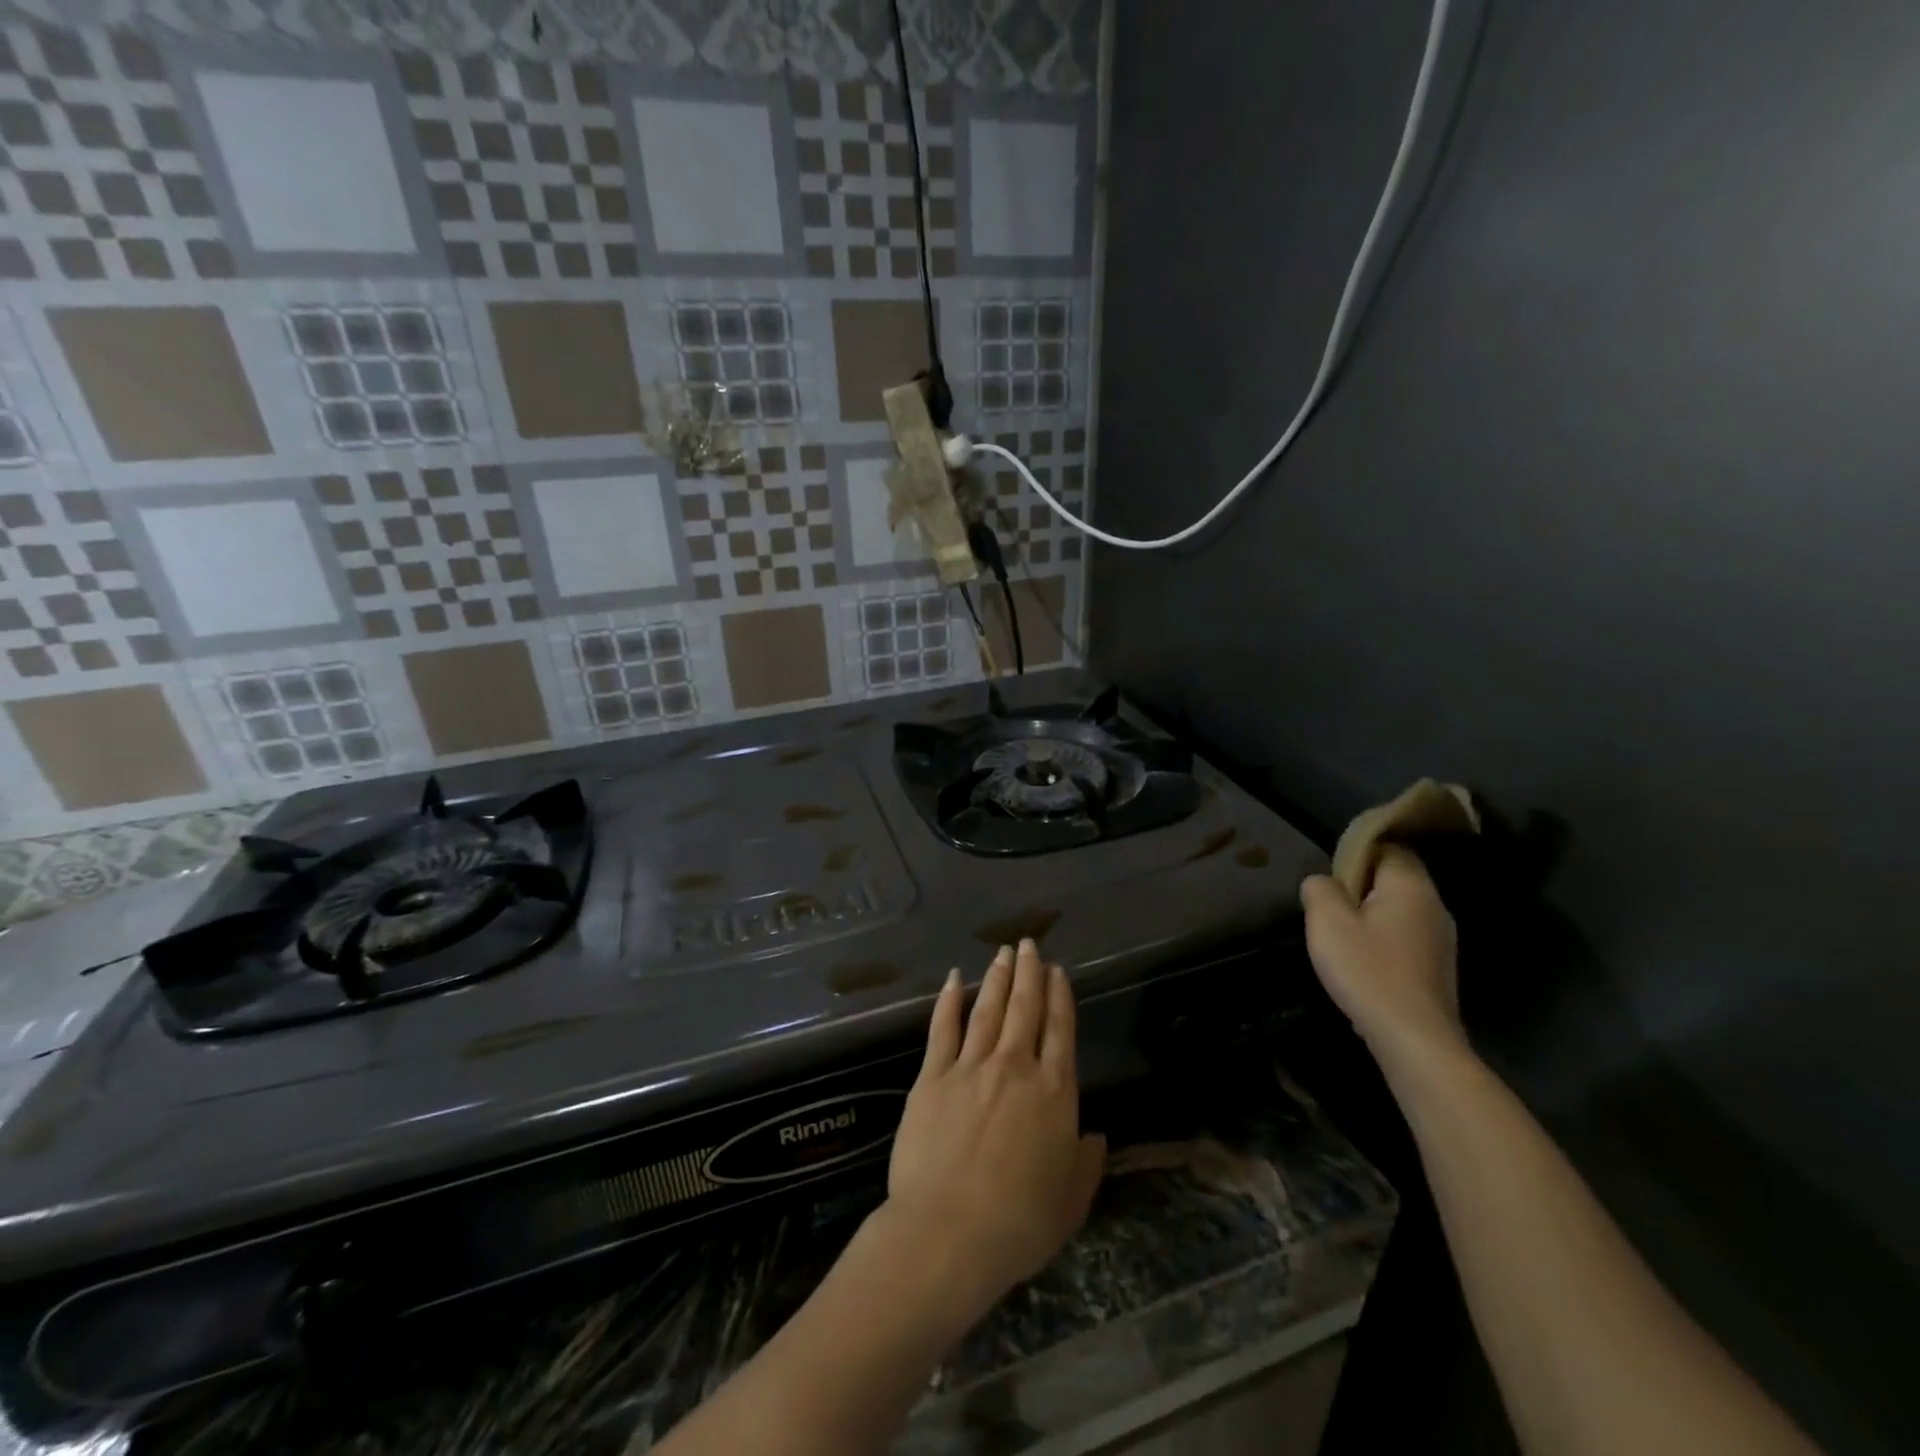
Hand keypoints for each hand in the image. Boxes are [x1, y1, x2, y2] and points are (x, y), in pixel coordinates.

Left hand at [877, 940, 1105, 1322]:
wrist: (948, 1233)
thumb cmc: (1018, 1224)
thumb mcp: (1070, 1202)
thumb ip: (1087, 1163)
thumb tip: (1096, 1135)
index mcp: (1054, 1093)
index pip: (1060, 1031)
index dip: (1060, 997)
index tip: (1058, 971)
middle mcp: (1015, 1067)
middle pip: (1025, 1009)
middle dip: (1029, 973)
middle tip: (1029, 944)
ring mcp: (971, 1067)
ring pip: (988, 1010)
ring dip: (997, 978)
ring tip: (1003, 953)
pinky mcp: (933, 1076)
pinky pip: (943, 1028)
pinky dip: (950, 1000)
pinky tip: (955, 979)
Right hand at [1300, 847, 1465, 1067]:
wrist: (1413, 1039)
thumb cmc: (1368, 971)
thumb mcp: (1327, 922)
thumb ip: (1319, 889)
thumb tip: (1322, 881)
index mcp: (1411, 886)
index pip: (1388, 846)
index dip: (1356, 853)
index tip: (1330, 875)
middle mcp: (1434, 906)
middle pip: (1393, 878)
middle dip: (1359, 887)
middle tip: (1328, 908)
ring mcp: (1441, 939)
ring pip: (1398, 909)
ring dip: (1369, 916)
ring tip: (1341, 937)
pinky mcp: (1437, 967)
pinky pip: (1404, 937)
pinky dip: (1382, 941)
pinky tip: (1362, 964)